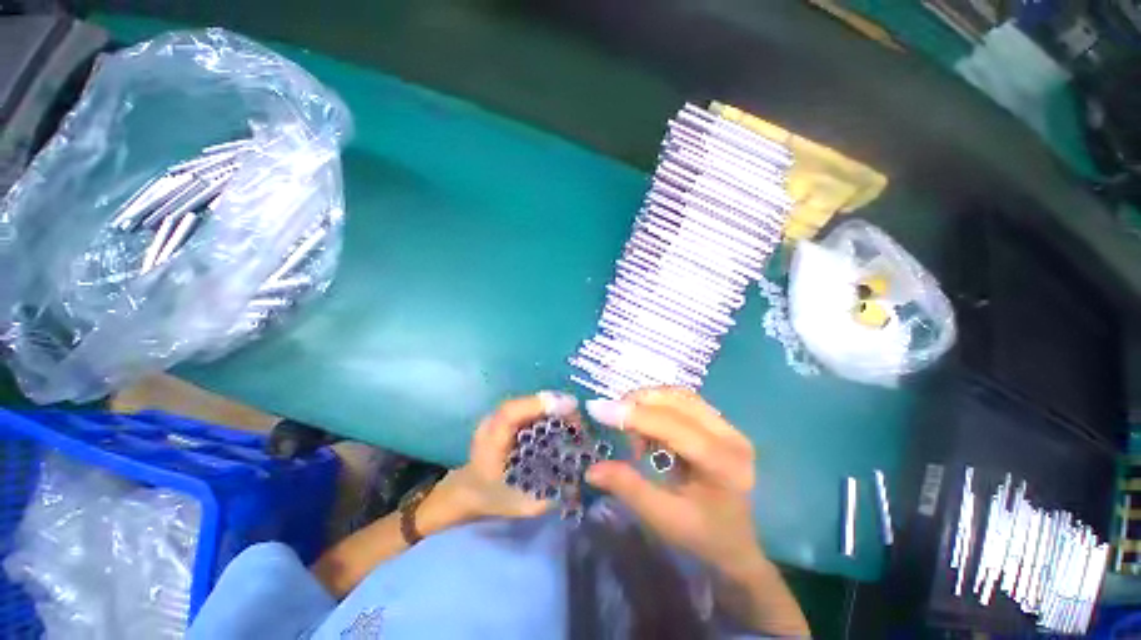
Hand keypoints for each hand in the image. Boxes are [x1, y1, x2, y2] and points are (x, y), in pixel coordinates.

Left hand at [421, 392, 578, 528]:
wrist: (468, 491)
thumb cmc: (492, 499)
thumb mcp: (520, 506)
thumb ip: (548, 497)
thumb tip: (578, 481)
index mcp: (491, 443)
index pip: (510, 413)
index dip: (539, 404)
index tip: (569, 406)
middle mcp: (492, 423)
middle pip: (524, 402)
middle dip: (555, 404)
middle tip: (579, 418)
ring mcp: (498, 416)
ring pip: (528, 402)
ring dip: (553, 405)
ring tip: (575, 418)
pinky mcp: (506, 417)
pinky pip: (529, 408)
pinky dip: (548, 409)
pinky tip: (563, 419)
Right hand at [584, 388, 763, 578]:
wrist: (739, 543)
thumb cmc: (704, 536)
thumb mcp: (664, 518)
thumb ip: (628, 488)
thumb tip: (591, 469)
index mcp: (721, 464)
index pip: (671, 426)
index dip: (633, 415)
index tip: (597, 409)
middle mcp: (730, 436)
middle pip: (676, 401)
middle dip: (638, 403)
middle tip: (613, 420)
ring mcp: (729, 426)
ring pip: (679, 395)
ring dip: (648, 402)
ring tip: (632, 426)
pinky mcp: (721, 424)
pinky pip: (684, 401)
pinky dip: (659, 405)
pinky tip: (650, 424)